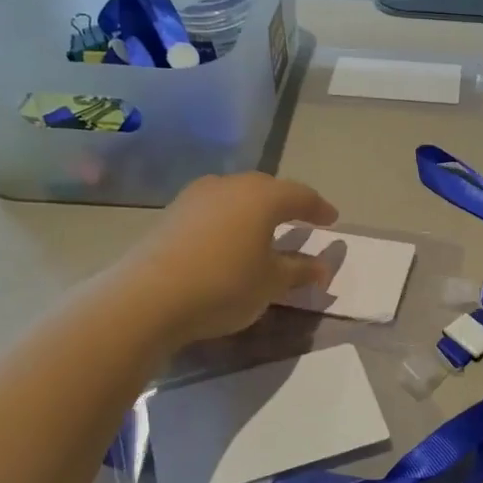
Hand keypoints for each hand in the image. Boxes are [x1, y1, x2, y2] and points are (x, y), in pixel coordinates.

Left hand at [121, 173, 339, 346]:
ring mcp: (197, 196)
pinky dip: (229, 220)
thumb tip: (321, 267)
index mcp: (263, 197)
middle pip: (267, 189)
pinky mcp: (172, 213)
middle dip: (286, 203)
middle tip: (300, 219)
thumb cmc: (225, 285)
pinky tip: (228, 239)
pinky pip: (213, 209)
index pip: (301, 195)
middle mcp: (231, 186)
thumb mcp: (271, 283)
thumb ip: (299, 271)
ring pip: (236, 196)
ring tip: (263, 229)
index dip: (319, 209)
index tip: (332, 221)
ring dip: (254, 210)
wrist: (149, 297)